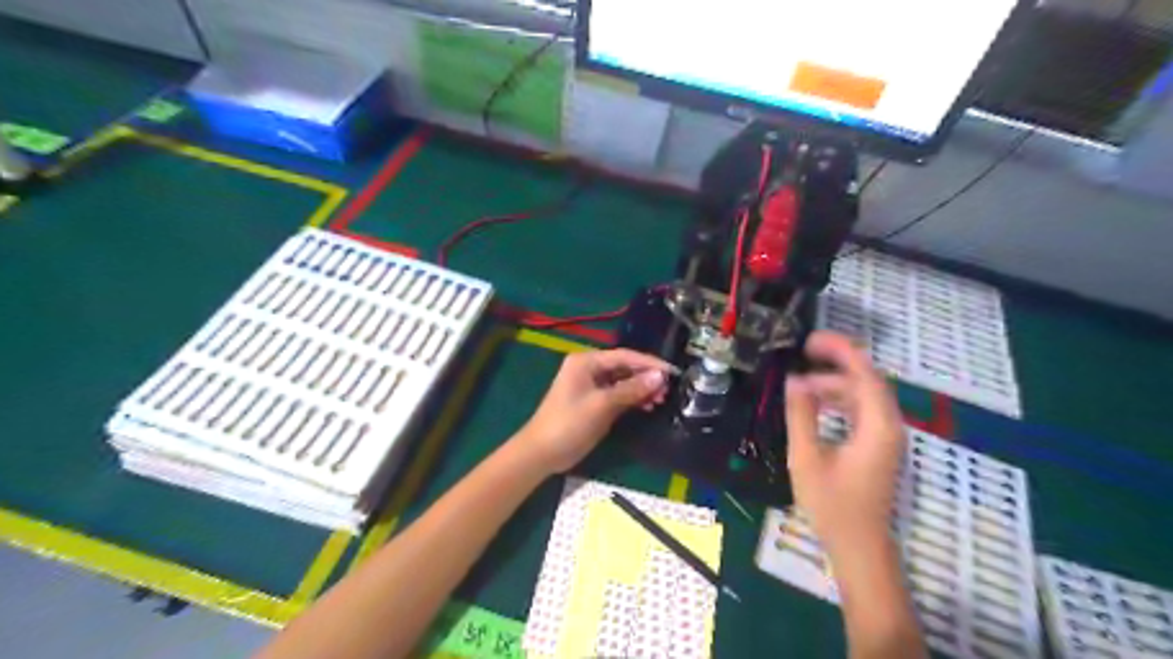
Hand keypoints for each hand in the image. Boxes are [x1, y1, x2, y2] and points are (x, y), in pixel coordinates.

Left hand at [520, 351, 674, 471]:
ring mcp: (592, 386)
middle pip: (625, 367)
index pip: (624, 356)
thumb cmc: (569, 424)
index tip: (673, 372)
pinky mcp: (595, 402)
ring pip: (624, 382)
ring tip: (661, 400)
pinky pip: (619, 394)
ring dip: (642, 389)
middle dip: (647, 377)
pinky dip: (633, 399)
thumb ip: (631, 389)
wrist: (542, 453)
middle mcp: (590, 369)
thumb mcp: (602, 405)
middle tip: (669, 390)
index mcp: (586, 362)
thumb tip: (660, 377)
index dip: (649, 363)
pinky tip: (648, 406)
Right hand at [787, 333, 904, 563]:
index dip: (840, 351)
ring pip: (865, 394)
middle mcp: (889, 425)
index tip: (810, 340)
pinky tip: (816, 401)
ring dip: (836, 381)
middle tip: (802, 352)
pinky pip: (862, 409)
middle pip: (868, 379)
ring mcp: (887, 436)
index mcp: (878, 426)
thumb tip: (794, 379)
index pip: (865, 374)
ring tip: (802, 378)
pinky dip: (840, 398)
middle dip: (837, 361)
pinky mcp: (879, 445)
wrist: (859, 546)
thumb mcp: (807, 458)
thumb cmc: (832, 505)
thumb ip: (801, 415)